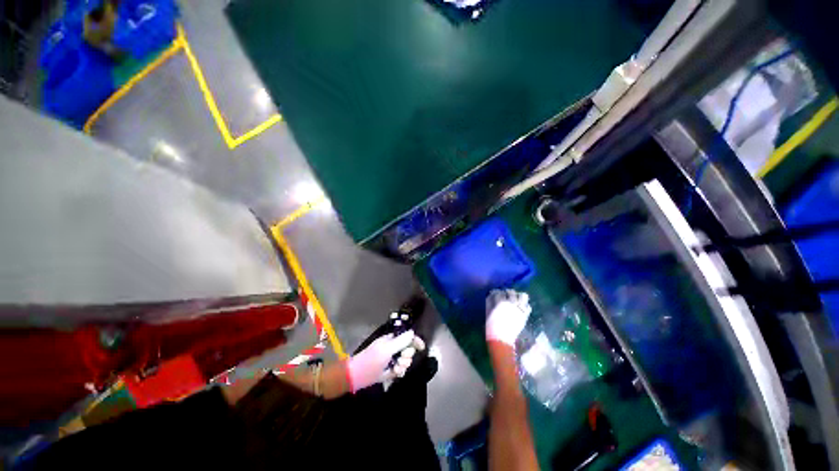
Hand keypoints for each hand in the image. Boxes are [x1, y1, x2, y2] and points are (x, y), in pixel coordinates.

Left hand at [346, 330, 424, 392]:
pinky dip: (400, 372)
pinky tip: (395, 374)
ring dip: (403, 365)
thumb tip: (413, 332)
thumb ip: (401, 341)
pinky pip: (401, 369)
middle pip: (409, 349)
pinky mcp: (390, 370)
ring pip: (406, 360)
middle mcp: (393, 348)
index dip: (415, 340)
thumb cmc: (371, 360)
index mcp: (392, 339)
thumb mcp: (387, 349)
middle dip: (407, 355)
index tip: (422, 347)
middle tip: (400, 359)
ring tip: (396, 368)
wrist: (357, 376)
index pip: (407, 336)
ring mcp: (392, 359)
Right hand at [485, 289, 530, 345]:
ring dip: (519, 296)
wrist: (501, 339)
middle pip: (511, 292)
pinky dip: (525, 305)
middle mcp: (511, 303)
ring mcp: (520, 309)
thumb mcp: (488, 312)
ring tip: (515, 299)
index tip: (495, 294)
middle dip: (507, 292)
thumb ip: (490, 301)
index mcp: (500, 302)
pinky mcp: (525, 315)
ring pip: (523, 296)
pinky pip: (528, 306)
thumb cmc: (491, 325)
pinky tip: (520, 308)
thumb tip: (491, 295)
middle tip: (505, 296)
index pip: (499, 292)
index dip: (496, 292)